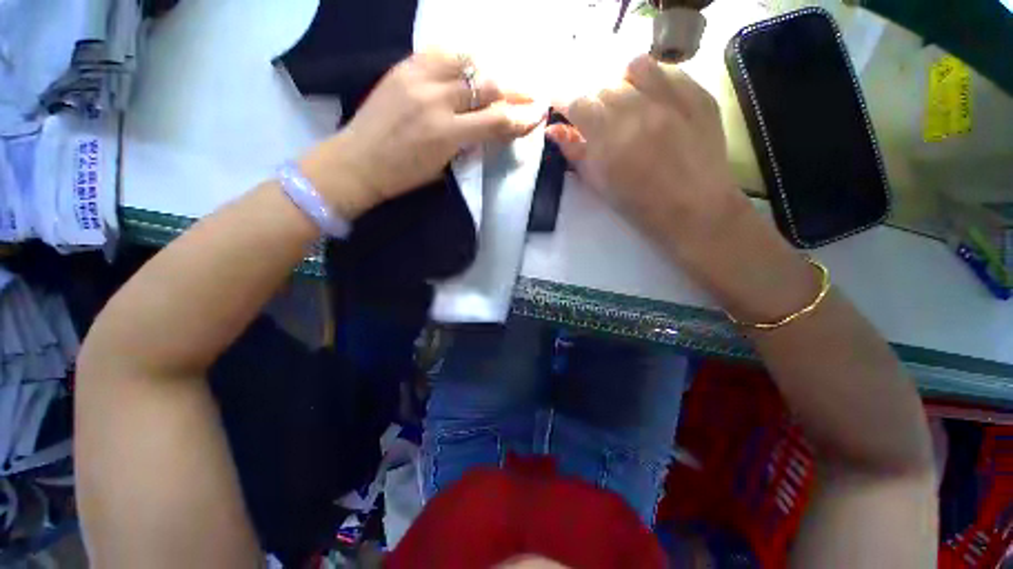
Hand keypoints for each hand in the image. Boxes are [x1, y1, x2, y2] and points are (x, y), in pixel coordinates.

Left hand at [300, 52, 545, 217]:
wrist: (358, 160)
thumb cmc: (403, 175)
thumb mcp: (444, 167)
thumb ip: (470, 145)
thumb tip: (495, 129)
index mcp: (447, 134)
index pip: (496, 120)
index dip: (521, 118)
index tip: (537, 116)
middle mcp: (436, 100)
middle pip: (487, 85)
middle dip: (514, 91)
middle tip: (529, 95)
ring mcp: (418, 77)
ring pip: (468, 61)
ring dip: (490, 72)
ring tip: (499, 81)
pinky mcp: (404, 66)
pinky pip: (441, 52)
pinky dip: (462, 58)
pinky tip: (470, 67)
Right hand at [547, 54, 750, 257]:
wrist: (693, 209)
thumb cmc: (639, 205)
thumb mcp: (599, 184)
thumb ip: (574, 153)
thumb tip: (553, 130)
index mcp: (608, 138)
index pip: (577, 103)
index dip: (564, 102)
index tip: (562, 107)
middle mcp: (637, 110)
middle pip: (603, 86)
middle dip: (593, 100)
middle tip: (598, 118)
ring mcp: (672, 98)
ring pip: (635, 67)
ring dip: (622, 82)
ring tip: (625, 100)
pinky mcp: (698, 95)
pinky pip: (668, 70)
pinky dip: (653, 79)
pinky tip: (653, 98)